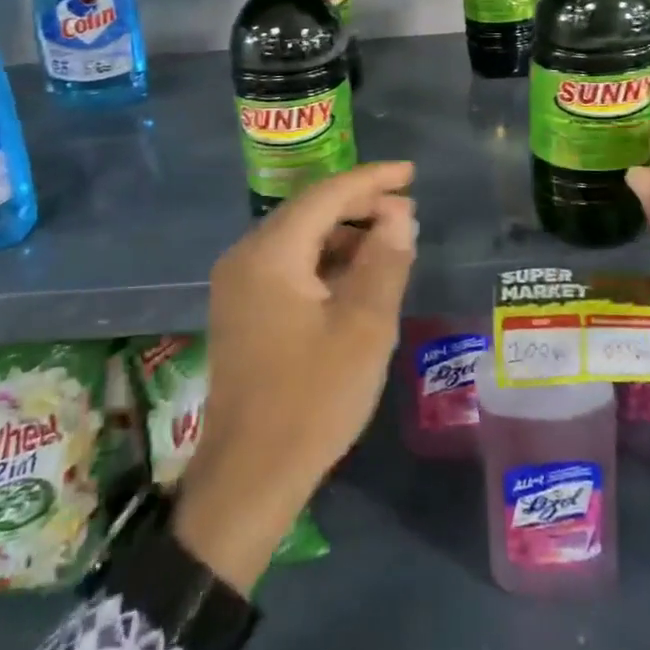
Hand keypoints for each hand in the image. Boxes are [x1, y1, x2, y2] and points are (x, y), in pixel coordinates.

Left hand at [173, 162, 416, 591]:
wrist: (249, 477)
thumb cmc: (312, 400)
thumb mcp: (364, 328)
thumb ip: (385, 261)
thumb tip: (400, 213)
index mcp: (270, 253)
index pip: (326, 195)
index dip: (372, 180)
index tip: (411, 173)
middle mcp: (246, 256)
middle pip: (309, 211)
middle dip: (359, 206)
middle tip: (407, 211)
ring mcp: (238, 284)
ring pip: (299, 238)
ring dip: (344, 234)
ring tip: (390, 240)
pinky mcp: (242, 309)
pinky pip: (288, 265)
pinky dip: (324, 261)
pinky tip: (356, 274)